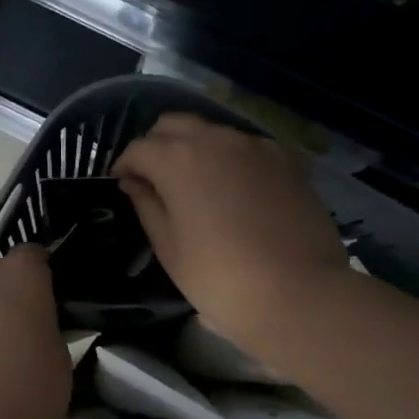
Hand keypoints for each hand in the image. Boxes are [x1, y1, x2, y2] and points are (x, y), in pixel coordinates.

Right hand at [114, 114, 349, 353]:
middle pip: (174, 125)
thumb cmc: (219, 277)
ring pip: (212, 132)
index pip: (138, 148)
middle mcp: (216, 139)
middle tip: (152, 178)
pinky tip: (231, 189)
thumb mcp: (169, 247)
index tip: (120, 184)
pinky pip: (245, 147)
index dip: (124, 165)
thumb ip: (147, 205)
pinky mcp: (285, 160)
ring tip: (193, 183)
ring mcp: (255, 147)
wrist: (297, 292)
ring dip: (194, 149)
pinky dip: (228, 159)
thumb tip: (134, 182)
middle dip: (156, 145)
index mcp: (178, 159)